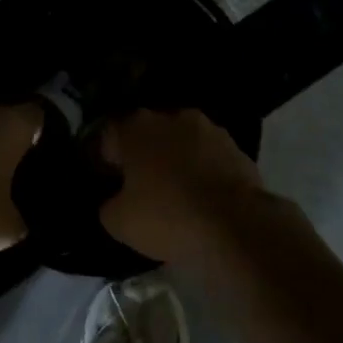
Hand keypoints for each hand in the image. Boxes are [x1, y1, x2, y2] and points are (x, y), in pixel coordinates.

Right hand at [97, 108, 278, 262]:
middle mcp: (171, 117)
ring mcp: (209, 129)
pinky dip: (204, 170)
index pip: (109, 134)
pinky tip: (204, 197)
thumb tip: (115, 200)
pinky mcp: (237, 148)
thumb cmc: (167, 216)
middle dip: (143, 155)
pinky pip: (210, 157)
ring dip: (177, 159)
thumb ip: (108, 204)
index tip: (108, 181)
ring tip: (177, 192)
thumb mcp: (118, 222)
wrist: (235, 225)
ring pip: (182, 142)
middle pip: (148, 134)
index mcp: (135, 128)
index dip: (105, 158)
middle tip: (141, 186)